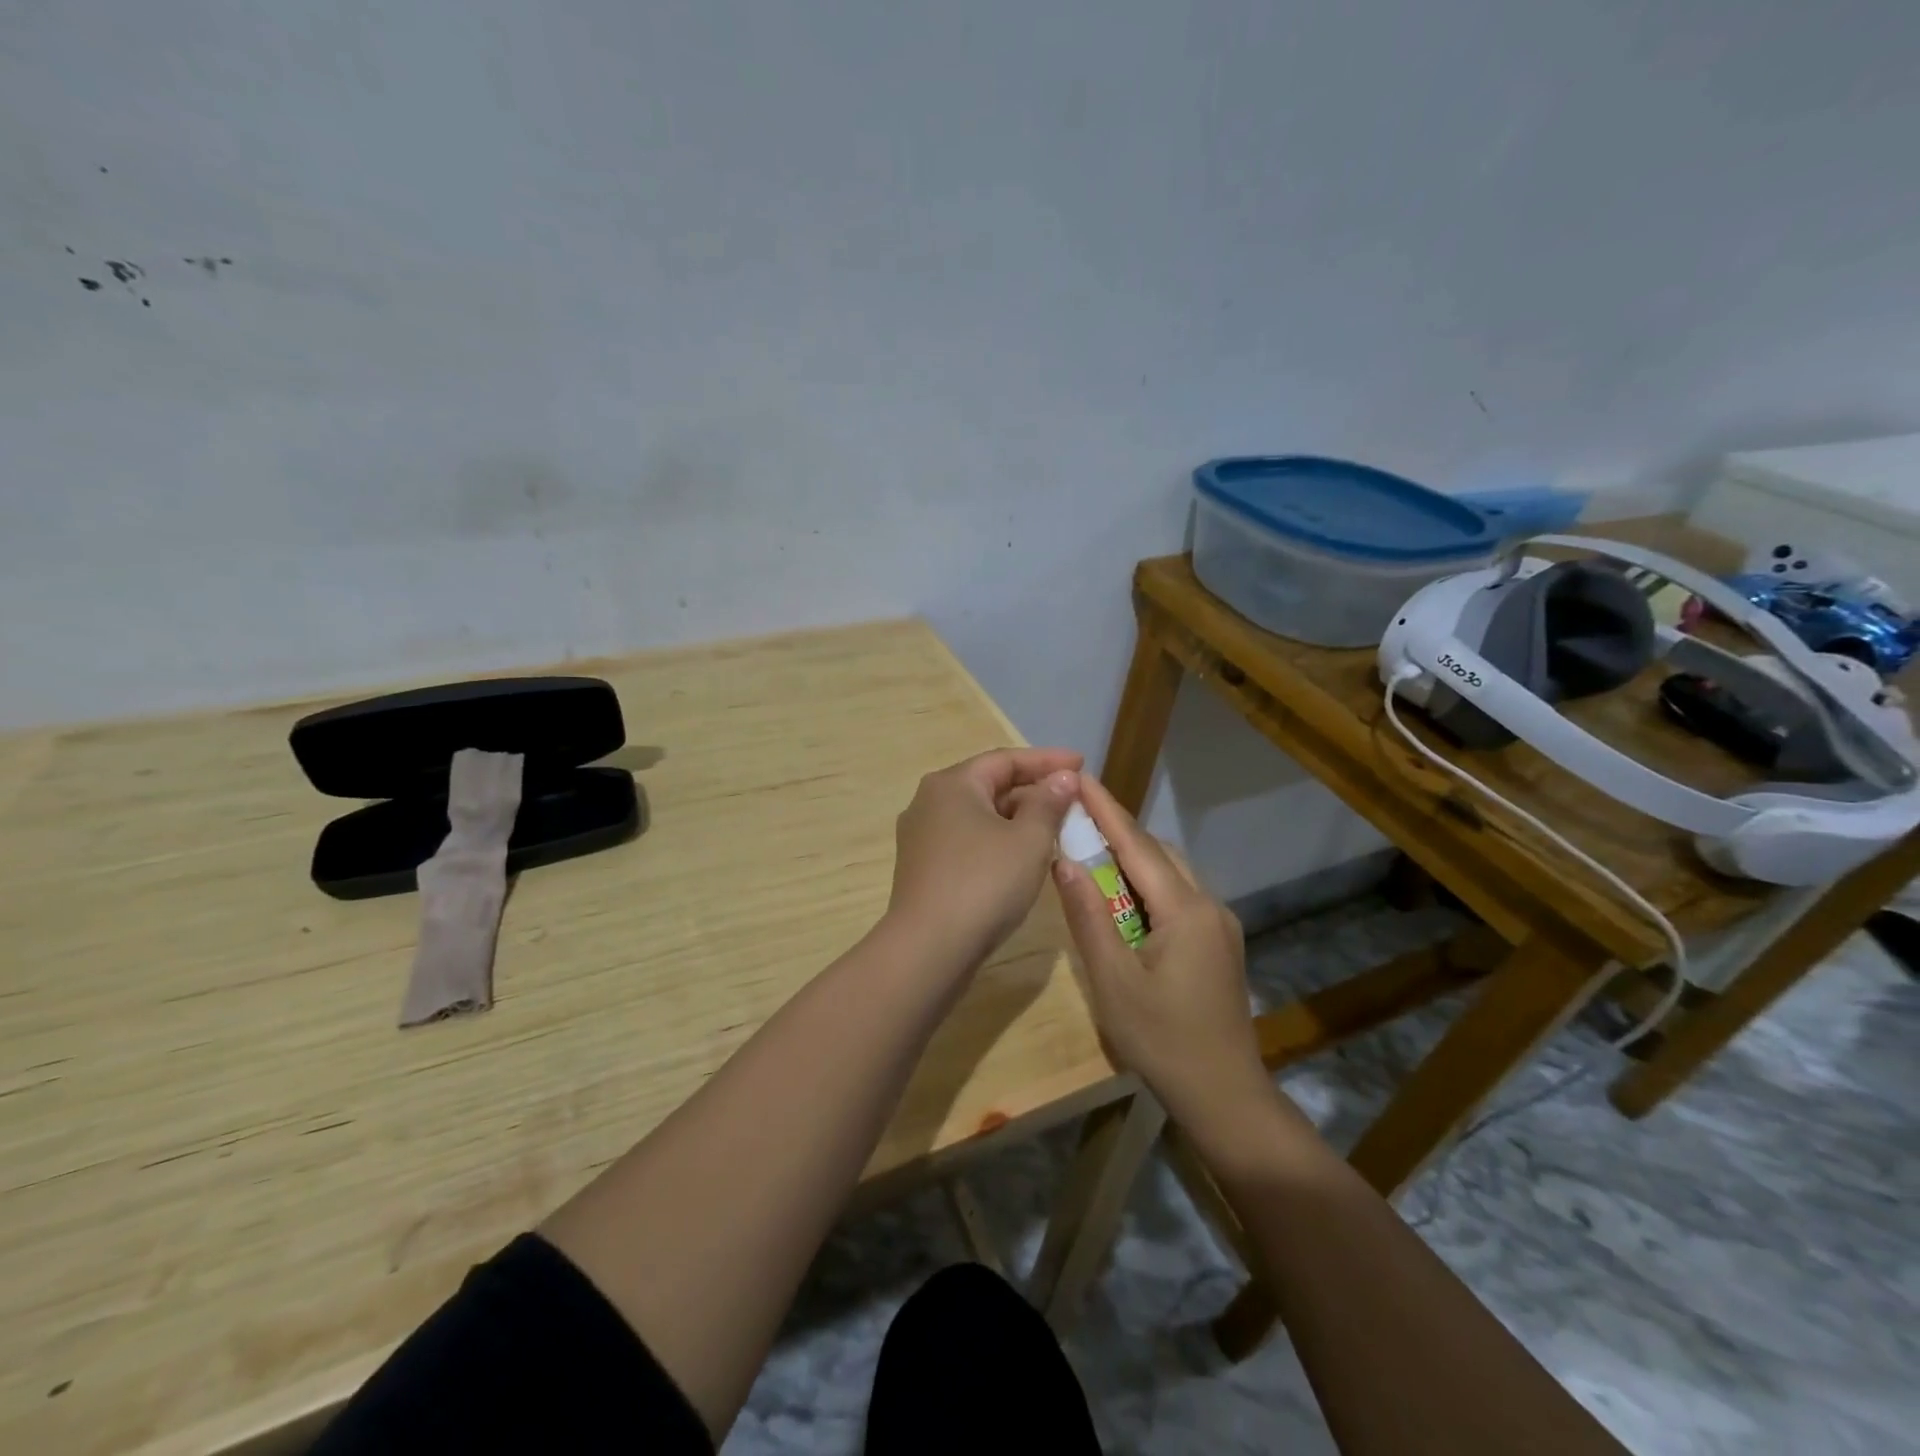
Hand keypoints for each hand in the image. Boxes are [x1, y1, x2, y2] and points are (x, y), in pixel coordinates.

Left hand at [886, 747, 1082, 973]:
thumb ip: (1048, 803)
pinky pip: (969, 841)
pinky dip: (999, 841)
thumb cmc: (984, 883)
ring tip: (1056, 828)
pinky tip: (1023, 857)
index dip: (1047, 760)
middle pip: (990, 785)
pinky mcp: (924, 868)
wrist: (929, 949)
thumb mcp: (1028, 840)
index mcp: (952, 784)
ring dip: (1018, 818)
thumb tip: (1062, 778)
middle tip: (1073, 800)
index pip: (1005, 760)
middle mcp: (930, 802)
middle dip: (1033, 791)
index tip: (1082, 763)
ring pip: (980, 816)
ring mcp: (923, 837)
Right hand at [1051, 776, 1270, 1129]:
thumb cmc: (1162, 1040)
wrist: (1224, 1095)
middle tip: (1075, 814)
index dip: (1105, 809)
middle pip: (1158, 853)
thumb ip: (1088, 916)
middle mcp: (1209, 905)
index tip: (1079, 776)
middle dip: (1117, 829)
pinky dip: (1148, 883)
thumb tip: (1064, 861)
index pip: (1137, 845)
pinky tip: (1124, 896)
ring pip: (1172, 873)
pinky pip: (1179, 896)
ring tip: (1092, 848)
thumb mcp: (1112, 980)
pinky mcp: (1219, 944)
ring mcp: (1219, 925)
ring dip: (1133, 857)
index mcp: (1185, 910)